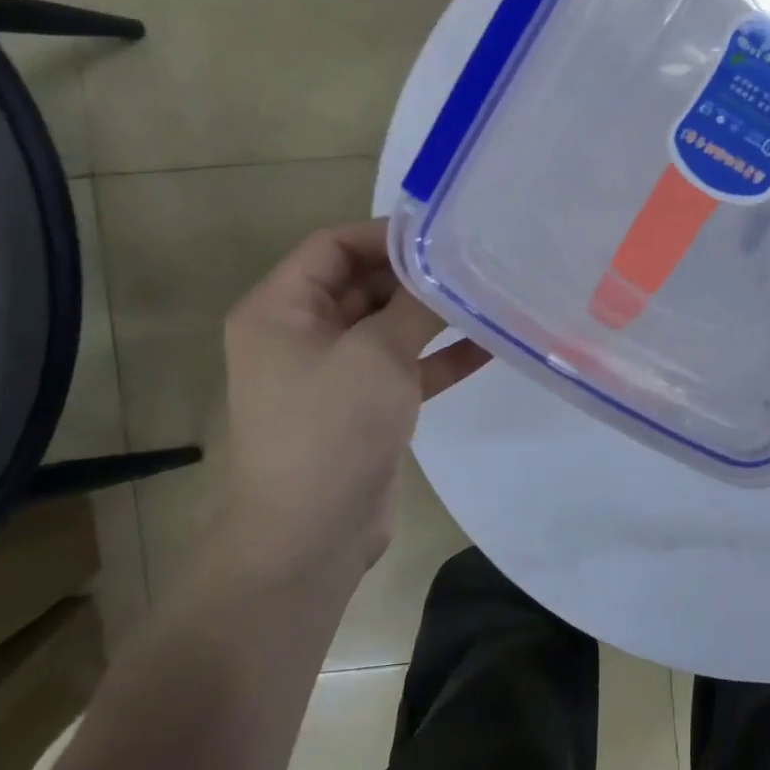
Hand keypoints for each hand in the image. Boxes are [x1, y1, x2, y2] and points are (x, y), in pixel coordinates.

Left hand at [210, 220, 489, 593]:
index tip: (442, 232)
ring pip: (388, 327)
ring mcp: (334, 373)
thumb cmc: (330, 431)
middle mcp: (301, 334)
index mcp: (280, 310)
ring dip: (433, 316)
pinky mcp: (364, 406)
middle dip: (415, 275)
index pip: (332, 246)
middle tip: (475, 261)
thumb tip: (445, 265)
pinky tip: (489, 346)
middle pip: (362, 284)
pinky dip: (439, 357)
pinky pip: (404, 367)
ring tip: (488, 296)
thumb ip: (413, 304)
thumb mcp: (376, 355)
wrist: (312, 536)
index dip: (384, 234)